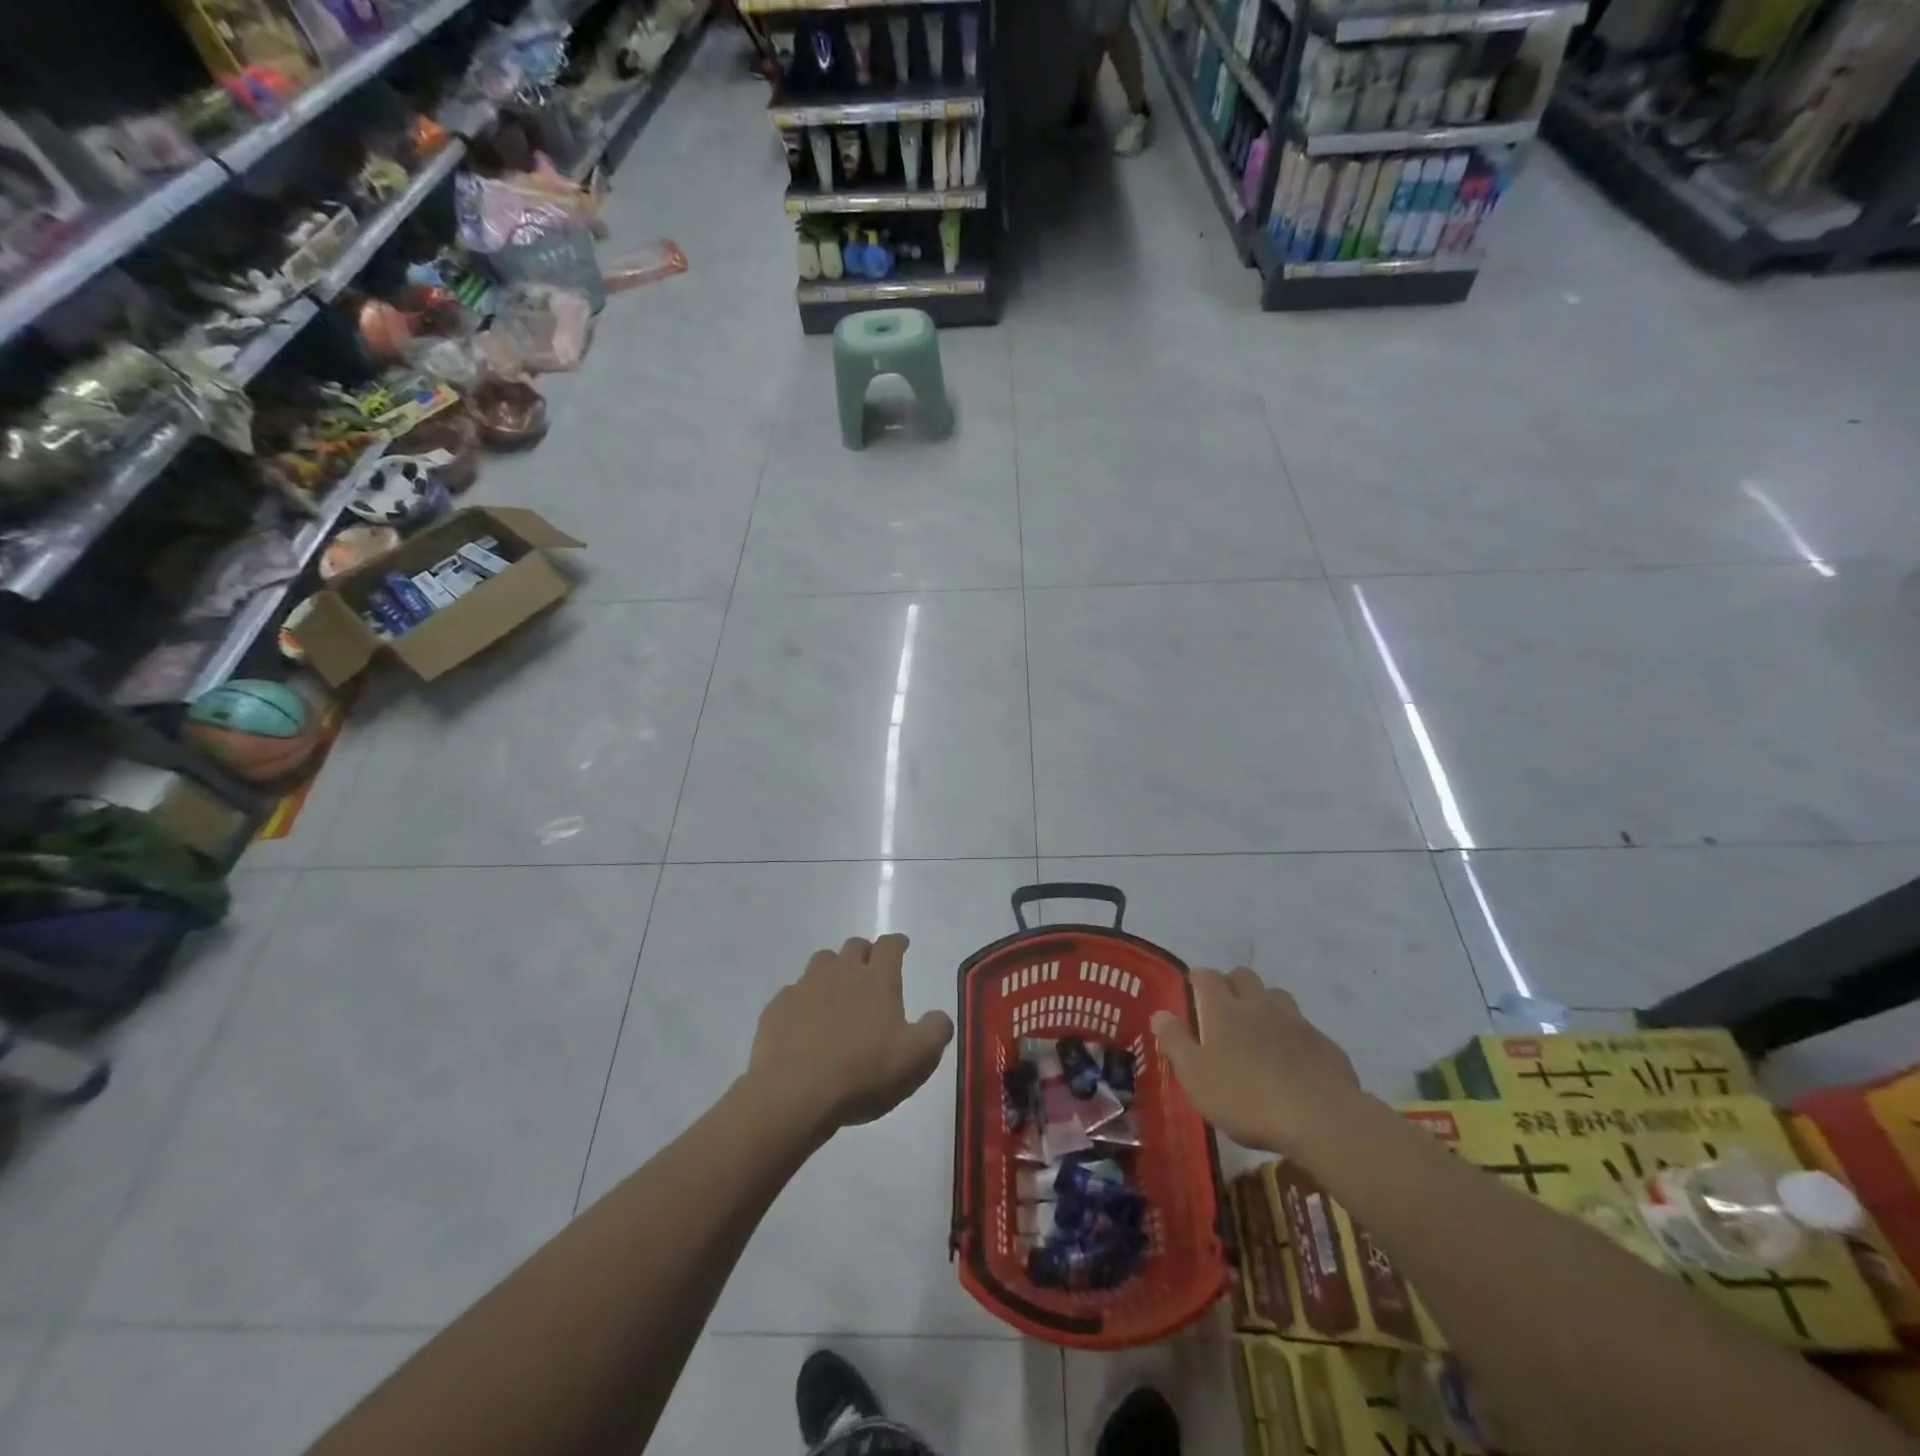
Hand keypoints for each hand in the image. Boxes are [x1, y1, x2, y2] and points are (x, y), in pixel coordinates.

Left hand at [747, 935, 953, 1138]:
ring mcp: (805, 987)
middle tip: (871, 970)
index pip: (890, 946)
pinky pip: (794, 992)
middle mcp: (841, 972)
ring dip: (833, 969)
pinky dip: (804, 999)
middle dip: (865, 953)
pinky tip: (805, 1020)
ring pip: (822, 961)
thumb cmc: (863, 1073)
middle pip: (854, 946)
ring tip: (837, 990)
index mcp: (877, 980)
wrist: (794, 1094)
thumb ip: (935, 1032)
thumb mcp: (916, 1058)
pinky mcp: (778, 1007)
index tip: (901, 946)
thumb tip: (941, 1016)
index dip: (897, 943)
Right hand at [1151, 967, 1363, 1154]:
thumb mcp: (1196, 1076)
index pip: (1207, 976)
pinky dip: (1292, 1035)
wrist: (1320, 1119)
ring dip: (1264, 1005)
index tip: (1192, 991)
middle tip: (1223, 1009)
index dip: (1198, 979)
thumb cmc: (1246, 1097)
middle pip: (1243, 976)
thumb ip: (1175, 1042)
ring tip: (1258, 1031)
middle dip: (1232, 984)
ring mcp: (1296, 1021)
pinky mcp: (1324, 1044)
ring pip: (1276, 996)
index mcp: (1223, 1008)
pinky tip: (1291, 1060)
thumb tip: (1160, 1014)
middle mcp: (1258, 1004)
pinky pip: (1303, 1028)